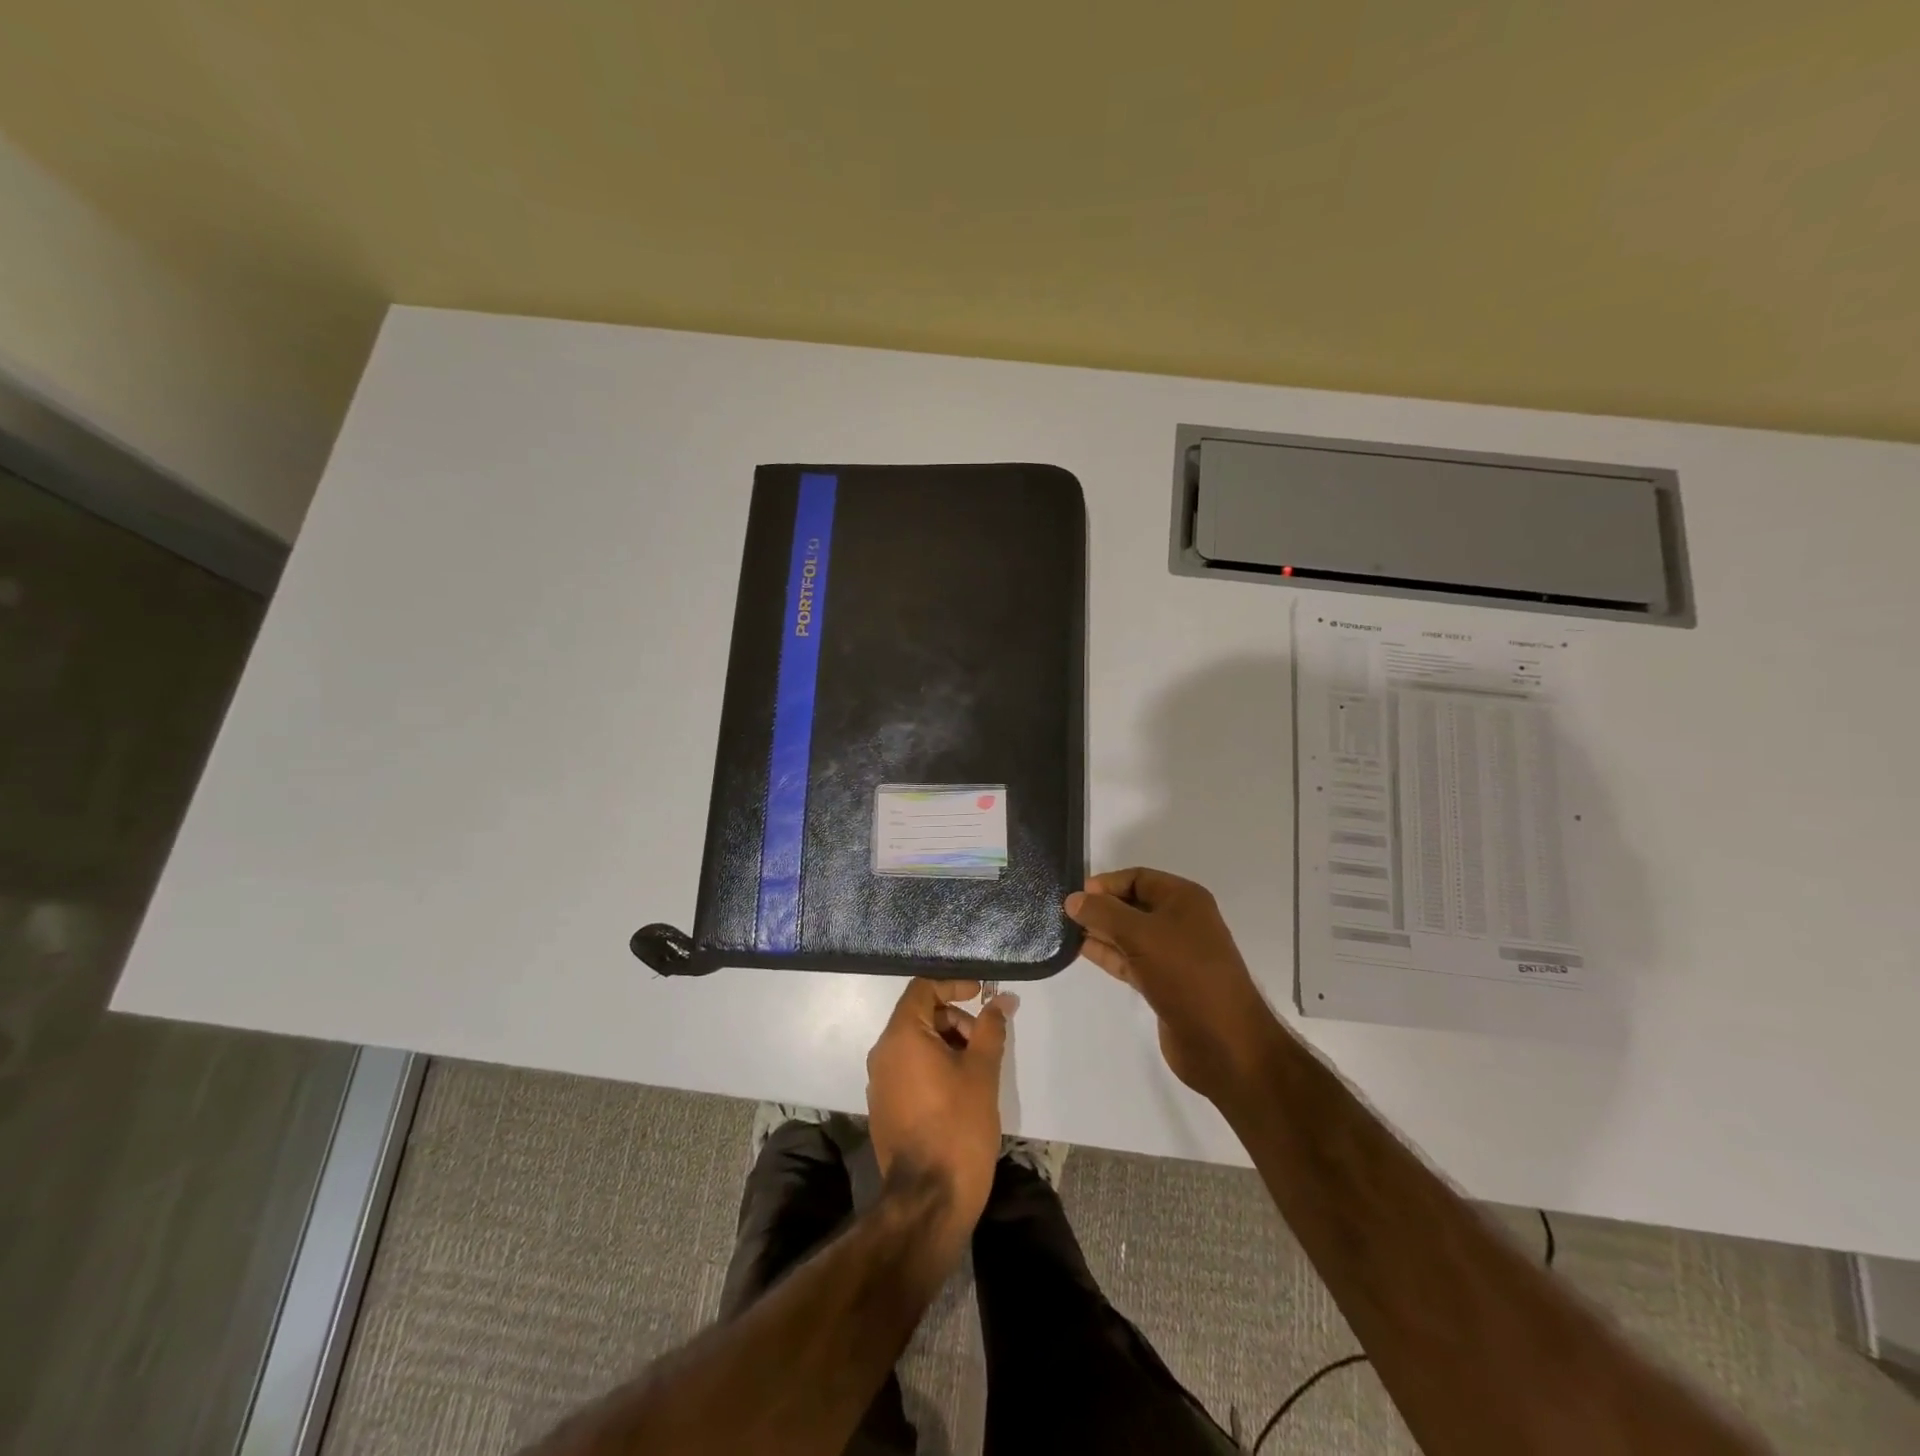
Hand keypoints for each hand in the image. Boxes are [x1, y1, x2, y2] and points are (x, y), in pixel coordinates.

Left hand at [865, 978, 1014, 1250]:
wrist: (929, 1200)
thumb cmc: (958, 1126)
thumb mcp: (981, 1071)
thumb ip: (990, 1028)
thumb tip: (1001, 999)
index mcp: (901, 1036)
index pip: (923, 988)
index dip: (954, 984)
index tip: (982, 994)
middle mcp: (882, 1053)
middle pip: (919, 1016)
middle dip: (955, 1020)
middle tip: (985, 1042)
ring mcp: (879, 1082)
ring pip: (915, 1044)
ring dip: (947, 1044)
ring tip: (977, 1070)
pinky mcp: (884, 1107)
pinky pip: (909, 1069)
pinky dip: (934, 1066)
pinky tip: (960, 1091)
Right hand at [1065, 868, 1279, 1102]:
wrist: (1224, 1042)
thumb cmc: (1186, 975)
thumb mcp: (1141, 935)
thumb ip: (1104, 913)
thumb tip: (1073, 899)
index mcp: (1185, 900)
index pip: (1138, 878)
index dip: (1107, 883)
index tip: (1076, 896)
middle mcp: (1180, 922)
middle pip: (1132, 904)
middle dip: (1101, 907)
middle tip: (1064, 914)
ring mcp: (1172, 954)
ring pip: (1129, 934)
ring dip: (1101, 931)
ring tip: (1065, 930)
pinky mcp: (1163, 983)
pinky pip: (1130, 959)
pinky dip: (1107, 954)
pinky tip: (1081, 950)